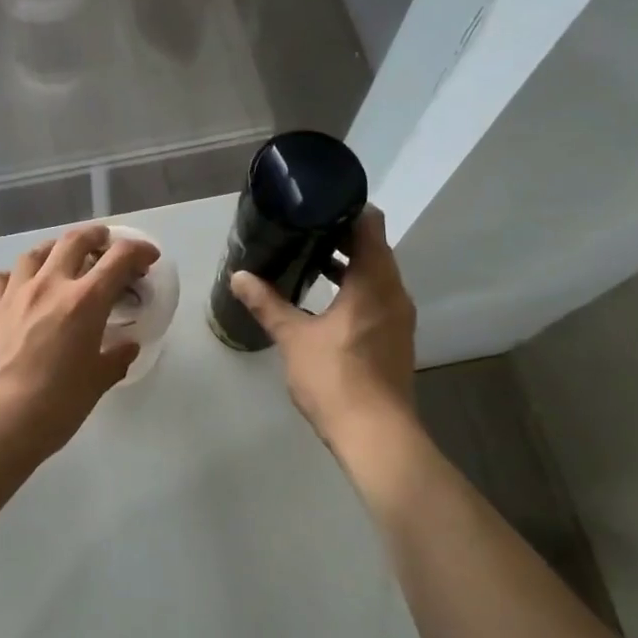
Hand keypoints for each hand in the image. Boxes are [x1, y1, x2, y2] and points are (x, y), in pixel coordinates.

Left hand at [0, 225, 160, 467]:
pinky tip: (22, 288)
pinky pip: (4, 277)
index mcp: (85, 301)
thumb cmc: (54, 407)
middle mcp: (50, 285)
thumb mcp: (96, 383)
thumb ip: (115, 358)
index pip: (119, 258)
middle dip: (97, 236)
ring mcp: (15, 293)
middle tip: (107, 245)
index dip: (139, 250)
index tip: (149, 257)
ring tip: (64, 260)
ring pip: (37, 252)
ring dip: (56, 249)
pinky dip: (17, 275)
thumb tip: (127, 345)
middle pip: (75, 240)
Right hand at [229, 209, 419, 458]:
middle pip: (373, 247)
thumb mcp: (294, 338)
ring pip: (375, 274)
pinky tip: (323, 300)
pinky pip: (376, 297)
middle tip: (300, 229)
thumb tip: (239, 276)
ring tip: (306, 259)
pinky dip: (353, 288)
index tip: (315, 203)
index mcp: (374, 282)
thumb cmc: (335, 378)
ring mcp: (398, 317)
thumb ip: (267, 303)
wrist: (375, 434)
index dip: (345, 208)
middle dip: (339, 236)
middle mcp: (394, 292)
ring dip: (346, 264)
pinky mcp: (394, 338)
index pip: (369, 224)